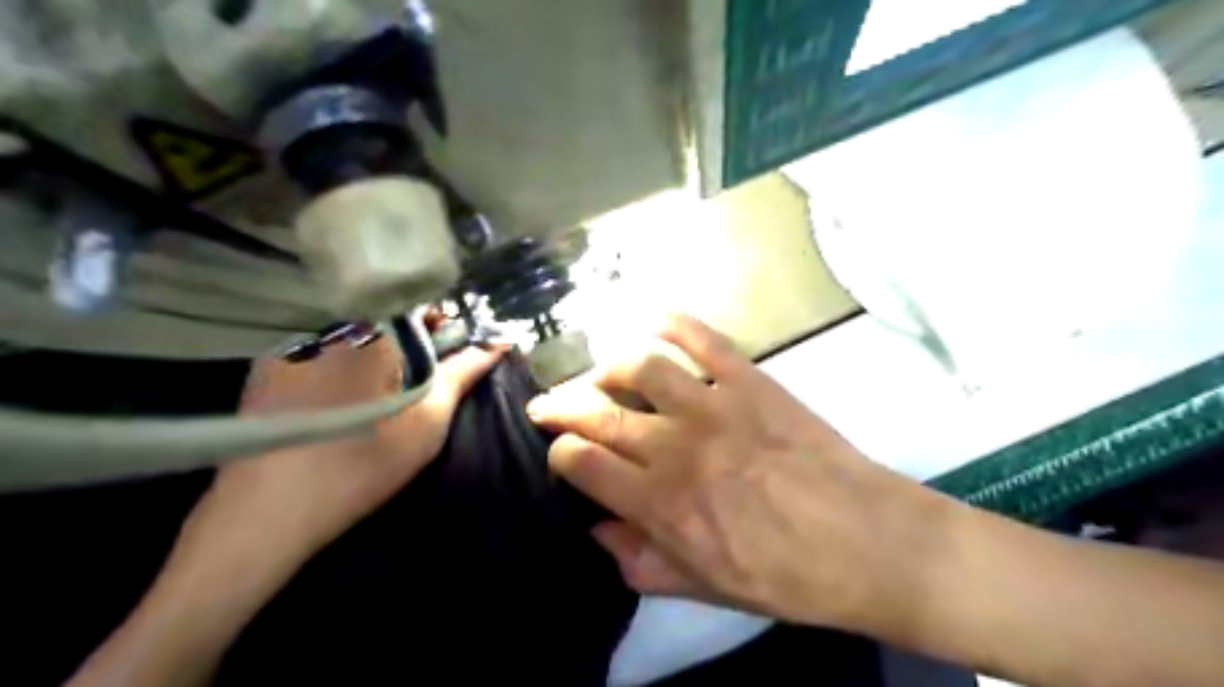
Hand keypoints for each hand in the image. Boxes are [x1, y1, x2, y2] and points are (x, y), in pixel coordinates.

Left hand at [183, 339, 505, 567]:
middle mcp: (330, 326)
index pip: (419, 305)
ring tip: (374, 400)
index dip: (441, 328)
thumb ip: (462, 374)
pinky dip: (338, 367)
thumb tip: (498, 342)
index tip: (449, 355)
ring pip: (352, 337)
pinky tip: (335, 405)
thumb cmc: (363, 463)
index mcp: (373, 332)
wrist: (267, 513)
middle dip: (408, 344)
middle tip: (415, 386)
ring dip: (373, 356)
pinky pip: (319, 353)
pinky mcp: (266, 369)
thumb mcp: (428, 421)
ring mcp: (293, 346)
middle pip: (385, 319)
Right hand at [527, 315, 944, 629]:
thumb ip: (641, 561)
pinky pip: (703, 338)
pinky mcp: (751, 380)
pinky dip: (673, 321)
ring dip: (607, 366)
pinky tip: (651, 319)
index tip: (562, 456)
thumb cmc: (785, 575)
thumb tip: (600, 529)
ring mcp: (714, 404)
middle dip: (561, 405)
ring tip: (600, 375)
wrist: (865, 541)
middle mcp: (675, 445)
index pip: (580, 461)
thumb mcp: (704, 588)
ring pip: (639, 365)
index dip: (559, 455)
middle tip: (548, 404)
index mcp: (659, 501)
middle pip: (597, 410)